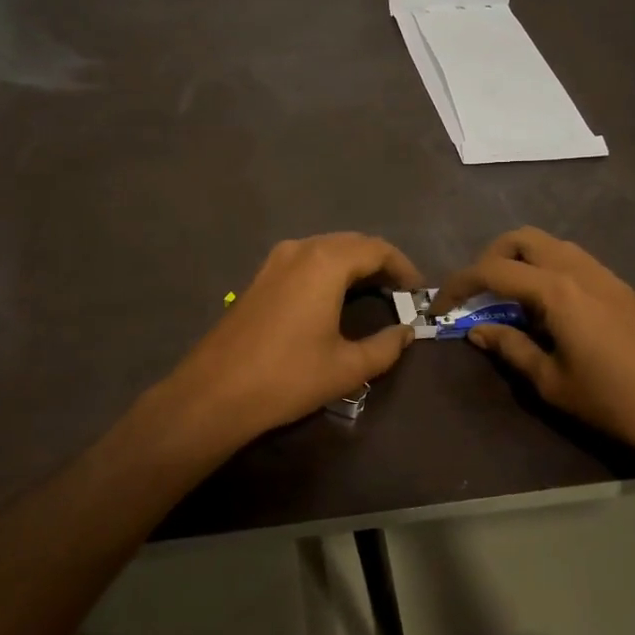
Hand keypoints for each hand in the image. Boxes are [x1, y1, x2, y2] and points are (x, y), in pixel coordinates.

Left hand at [166, 233, 422, 449]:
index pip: (377, 249)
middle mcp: (301, 249)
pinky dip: (330, 271)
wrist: (216, 392)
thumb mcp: (346, 367)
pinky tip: (336, 298)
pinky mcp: (260, 276)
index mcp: (325, 262)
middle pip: (352, 243)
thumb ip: (385, 347)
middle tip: (400, 293)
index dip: (403, 267)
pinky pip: (306, 260)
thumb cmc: (288, 377)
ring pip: (327, 249)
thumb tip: (406, 333)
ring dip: (354, 265)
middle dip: (380, 263)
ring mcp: (276, 260)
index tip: (418, 292)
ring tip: (374, 295)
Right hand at [435, 227, 634, 472]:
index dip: (459, 284)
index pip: (492, 271)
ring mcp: (603, 274)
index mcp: (556, 290)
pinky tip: (546, 308)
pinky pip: (571, 260)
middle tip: (478, 294)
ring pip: (549, 245)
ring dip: (520, 261)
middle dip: (490, 258)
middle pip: (521, 239)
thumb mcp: (551, 382)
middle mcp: (577, 268)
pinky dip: (546, 269)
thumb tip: (477, 330)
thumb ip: (510, 348)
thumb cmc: (614, 400)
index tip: (439, 306)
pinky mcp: (619, 287)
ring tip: (509, 301)